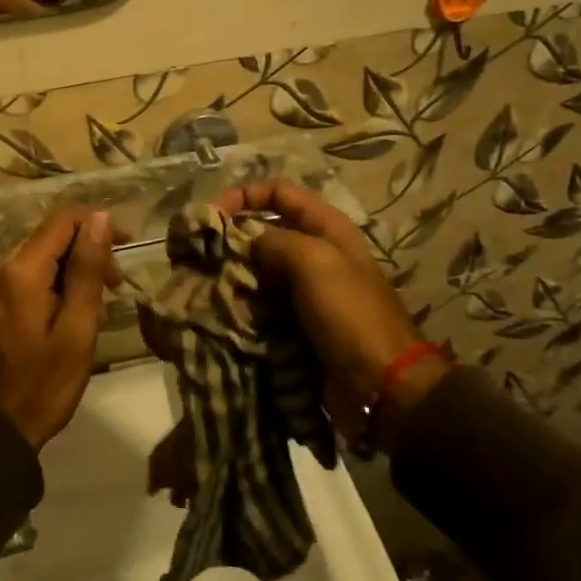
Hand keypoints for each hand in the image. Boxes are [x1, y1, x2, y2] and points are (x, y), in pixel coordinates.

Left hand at [0, 206, 115, 448]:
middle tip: (113, 288)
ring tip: (92, 308)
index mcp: (20, 270)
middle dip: (85, 251)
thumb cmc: (42, 386)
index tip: (125, 247)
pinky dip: (49, 283)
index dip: (98, 223)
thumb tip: (99, 218)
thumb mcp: (77, 330)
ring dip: (69, 269)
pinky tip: (64, 313)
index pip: (63, 218)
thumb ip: (87, 270)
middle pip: (49, 236)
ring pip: (37, 255)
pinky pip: (23, 275)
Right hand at [216, 181, 446, 450]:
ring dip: (232, 275)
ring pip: (258, 270)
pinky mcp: (295, 323)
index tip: (213, 216)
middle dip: (232, 239)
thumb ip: (273, 241)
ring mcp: (305, 291)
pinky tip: (219, 310)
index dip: (245, 195)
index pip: (278, 192)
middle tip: (200, 255)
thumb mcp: (314, 262)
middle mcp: (315, 253)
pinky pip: (260, 304)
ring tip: (203, 284)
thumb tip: (241, 241)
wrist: (381, 388)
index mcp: (326, 228)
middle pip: (264, 232)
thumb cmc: (350, 314)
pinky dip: (240, 305)